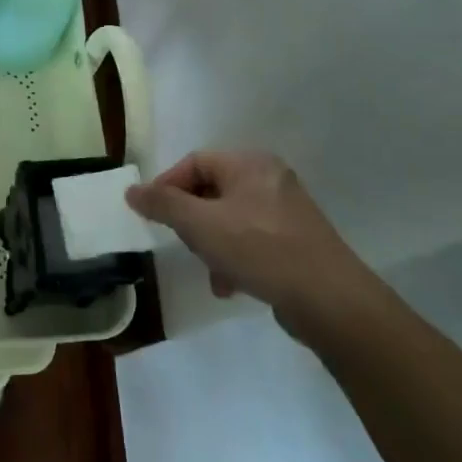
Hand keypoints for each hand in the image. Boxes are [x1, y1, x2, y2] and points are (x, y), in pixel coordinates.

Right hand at [125, 150, 377, 343]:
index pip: (194, 162)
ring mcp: (286, 210)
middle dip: (192, 221)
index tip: (151, 215)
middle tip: (183, 243)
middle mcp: (269, 178)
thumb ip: (163, 205)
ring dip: (211, 244)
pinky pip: (251, 239)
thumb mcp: (200, 224)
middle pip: (211, 190)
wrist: (330, 299)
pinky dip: (234, 257)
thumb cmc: (259, 249)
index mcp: (249, 163)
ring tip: (210, 270)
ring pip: (229, 219)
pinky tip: (230, 285)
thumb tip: (132, 191)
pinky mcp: (296, 240)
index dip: (167, 186)